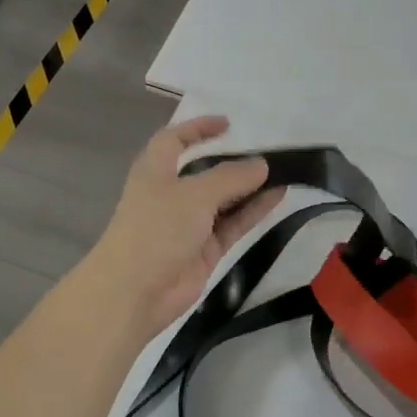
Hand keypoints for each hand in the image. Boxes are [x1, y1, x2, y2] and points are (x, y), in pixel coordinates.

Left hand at [85, 116, 282, 340]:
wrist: (134, 292)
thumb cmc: (156, 229)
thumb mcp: (194, 194)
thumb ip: (230, 177)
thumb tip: (261, 164)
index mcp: (155, 171)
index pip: (174, 140)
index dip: (197, 128)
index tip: (228, 124)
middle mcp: (171, 194)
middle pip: (204, 170)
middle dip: (232, 161)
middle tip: (266, 152)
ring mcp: (188, 224)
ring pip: (223, 199)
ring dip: (249, 187)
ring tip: (282, 172)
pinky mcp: (204, 250)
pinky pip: (232, 224)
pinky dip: (253, 211)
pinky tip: (278, 197)